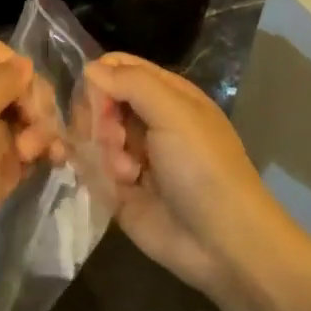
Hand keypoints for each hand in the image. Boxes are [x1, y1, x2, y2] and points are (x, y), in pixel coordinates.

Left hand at [0, 40, 62, 300]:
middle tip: (35, 130)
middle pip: (19, 86)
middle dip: (37, 104)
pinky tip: (54, 162)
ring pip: (29, 118)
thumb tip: (25, 64)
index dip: (19, 69)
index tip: (27, 97)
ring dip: (44, 130)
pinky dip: (45, 152)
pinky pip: (31, 150)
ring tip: (40, 155)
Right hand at [81, 52, 287, 300]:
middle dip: (98, 118)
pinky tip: (118, 186)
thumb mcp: (174, 114)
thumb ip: (131, 83)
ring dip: (103, 151)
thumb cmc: (203, 168)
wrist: (221, 242)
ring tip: (126, 173)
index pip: (118, 68)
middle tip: (114, 139)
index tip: (97, 100)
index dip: (100, 78)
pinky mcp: (118, 189)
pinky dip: (96, 173)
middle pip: (99, 100)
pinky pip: (90, 168)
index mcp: (166, 95)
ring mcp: (131, 155)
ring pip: (91, 134)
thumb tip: (89, 69)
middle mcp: (147, 120)